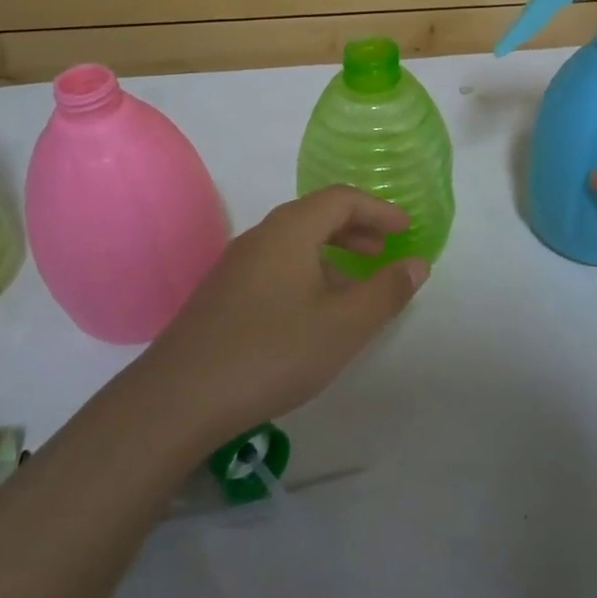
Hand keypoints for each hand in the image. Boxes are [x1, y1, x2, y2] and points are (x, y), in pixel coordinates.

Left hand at [140, 186, 429, 441]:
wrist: (179, 398)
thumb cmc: (273, 352)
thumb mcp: (344, 325)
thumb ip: (386, 292)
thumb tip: (417, 264)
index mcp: (289, 230)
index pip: (341, 199)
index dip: (378, 210)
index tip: (405, 229)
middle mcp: (260, 237)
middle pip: (315, 216)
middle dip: (356, 230)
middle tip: (384, 251)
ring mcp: (235, 266)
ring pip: (294, 245)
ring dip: (331, 256)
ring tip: (356, 289)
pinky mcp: (222, 295)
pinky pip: (276, 268)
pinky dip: (306, 275)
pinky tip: (314, 316)